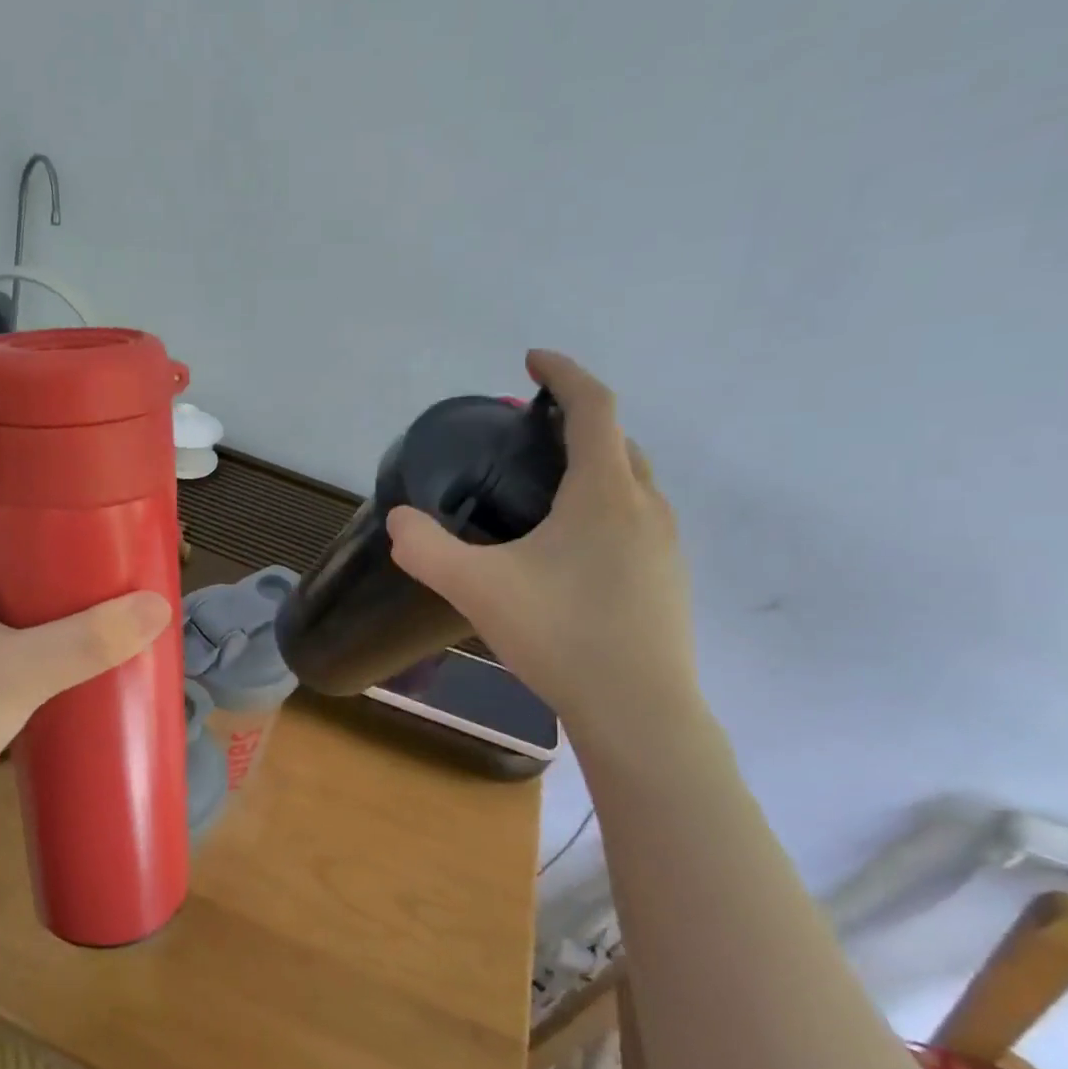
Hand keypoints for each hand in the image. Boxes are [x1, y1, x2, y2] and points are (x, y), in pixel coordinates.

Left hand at [0, 496, 171, 834]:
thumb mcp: (19, 672)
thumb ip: (89, 639)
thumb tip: (159, 604)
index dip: (38, 491)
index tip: (93, 496)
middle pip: (3, 550)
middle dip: (57, 549)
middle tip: (115, 550)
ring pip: (3, 596)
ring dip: (49, 596)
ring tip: (107, 594)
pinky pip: (0, 635)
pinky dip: (36, 634)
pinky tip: (74, 650)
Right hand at [386, 350, 697, 737]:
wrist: (639, 711)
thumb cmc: (561, 635)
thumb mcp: (477, 588)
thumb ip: (427, 549)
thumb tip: (400, 520)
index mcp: (605, 493)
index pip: (593, 407)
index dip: (564, 373)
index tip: (531, 357)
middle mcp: (645, 507)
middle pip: (617, 441)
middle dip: (576, 421)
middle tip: (527, 434)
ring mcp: (665, 546)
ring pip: (631, 483)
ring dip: (594, 466)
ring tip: (545, 489)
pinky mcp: (668, 580)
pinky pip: (636, 520)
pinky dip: (604, 507)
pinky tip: (570, 550)